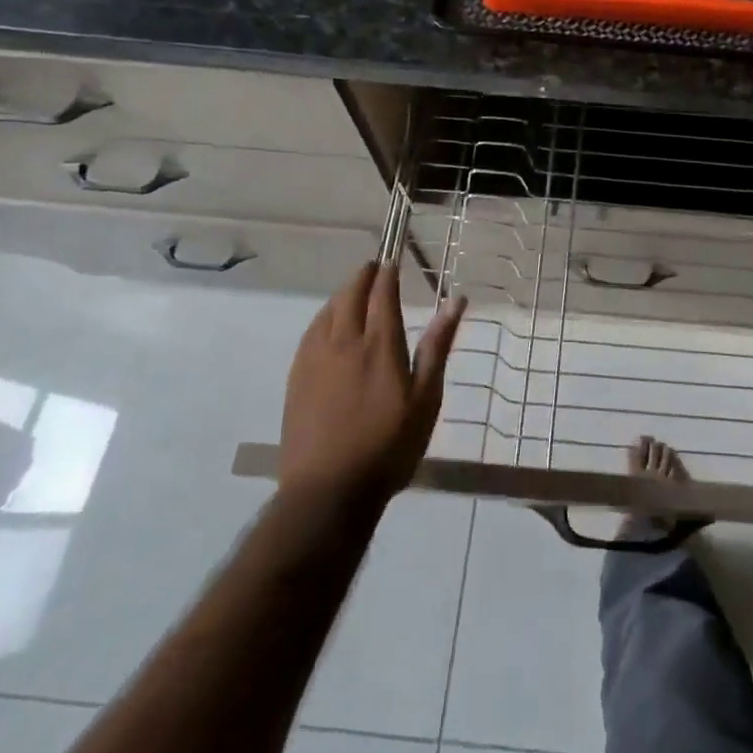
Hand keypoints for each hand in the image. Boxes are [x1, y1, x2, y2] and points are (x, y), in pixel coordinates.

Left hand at [277, 262, 467, 507]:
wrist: (327, 493)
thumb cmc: (388, 446)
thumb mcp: (426, 398)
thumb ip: (438, 345)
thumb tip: (456, 300)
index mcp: (379, 344)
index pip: (382, 293)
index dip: (388, 272)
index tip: (394, 259)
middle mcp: (344, 341)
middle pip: (350, 294)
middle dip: (363, 275)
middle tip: (375, 268)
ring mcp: (315, 359)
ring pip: (328, 310)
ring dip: (343, 293)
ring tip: (355, 291)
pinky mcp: (296, 377)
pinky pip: (310, 331)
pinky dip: (324, 316)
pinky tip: (328, 324)